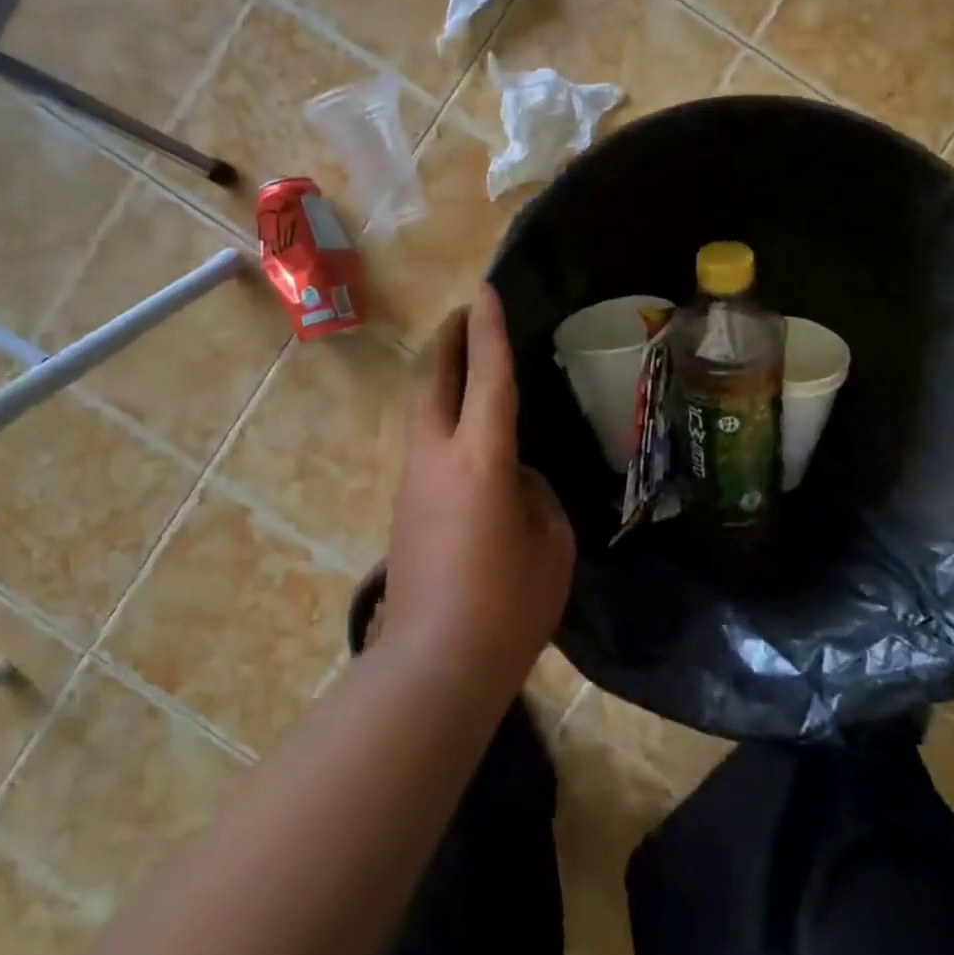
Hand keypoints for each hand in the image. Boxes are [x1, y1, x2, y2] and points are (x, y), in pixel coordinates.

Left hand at [381, 285, 575, 698]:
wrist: (434, 664)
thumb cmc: (508, 605)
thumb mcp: (549, 543)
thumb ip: (535, 496)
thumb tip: (514, 480)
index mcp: (480, 459)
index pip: (488, 378)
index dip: (489, 330)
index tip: (486, 290)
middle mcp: (437, 458)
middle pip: (432, 380)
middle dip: (448, 340)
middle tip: (464, 315)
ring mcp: (413, 482)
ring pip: (421, 410)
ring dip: (441, 378)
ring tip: (467, 365)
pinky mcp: (404, 508)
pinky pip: (425, 443)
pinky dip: (442, 417)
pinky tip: (466, 433)